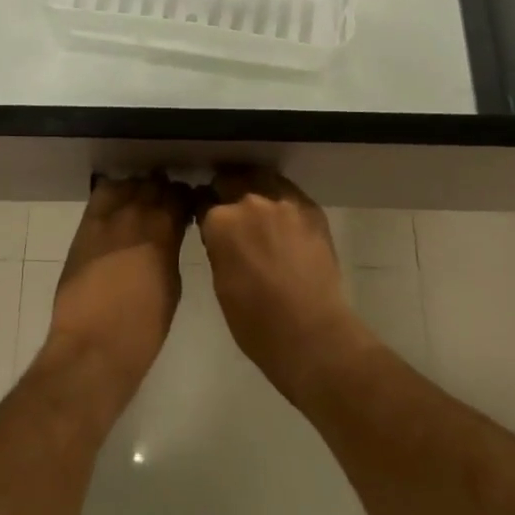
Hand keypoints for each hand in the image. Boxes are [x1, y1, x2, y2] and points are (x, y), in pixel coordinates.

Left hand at [44, 173, 193, 407]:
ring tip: (141, 205)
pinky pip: (101, 195)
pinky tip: (117, 209)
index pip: (180, 196)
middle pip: (154, 185)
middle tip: (166, 206)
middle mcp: (136, 213)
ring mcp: (107, 217)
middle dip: (164, 192)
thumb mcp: (172, 285)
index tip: (188, 207)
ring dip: (138, 191)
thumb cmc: (143, 327)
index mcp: (164, 230)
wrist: (93, 345)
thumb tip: (170, 235)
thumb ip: (171, 249)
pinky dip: (113, 195)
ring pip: (128, 184)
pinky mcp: (85, 226)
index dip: (186, 199)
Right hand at [197, 168, 370, 404]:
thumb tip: (220, 234)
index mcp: (220, 221)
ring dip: (255, 191)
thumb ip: (218, 246)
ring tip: (260, 212)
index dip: (203, 209)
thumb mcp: (220, 282)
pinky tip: (284, 221)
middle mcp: (249, 202)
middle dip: (227, 193)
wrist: (311, 334)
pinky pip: (289, 194)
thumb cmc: (255, 322)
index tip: (205, 216)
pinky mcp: (310, 209)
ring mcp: (283, 202)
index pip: (203, 201)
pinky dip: (282, 202)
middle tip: (232, 213)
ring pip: (262, 180)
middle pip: (231, 180)